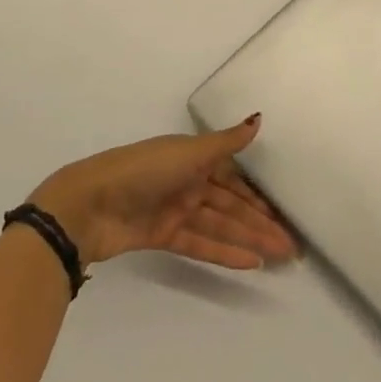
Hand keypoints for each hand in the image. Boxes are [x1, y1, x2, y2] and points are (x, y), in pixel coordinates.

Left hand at [28, 116, 297, 270]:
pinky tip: (250, 263)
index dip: (259, 196)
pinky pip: (200, 244)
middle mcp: (188, 182)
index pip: (235, 179)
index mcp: (194, 158)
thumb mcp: (188, 152)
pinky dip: (224, 252)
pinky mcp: (163, 236)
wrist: (90, 204)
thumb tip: (259, 118)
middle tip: (291, 245)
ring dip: (249, 240)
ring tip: (278, 257)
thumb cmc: (143, 169)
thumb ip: (226, 142)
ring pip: (220, 226)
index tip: (284, 213)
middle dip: (260, 223)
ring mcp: (176, 210)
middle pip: (232, 205)